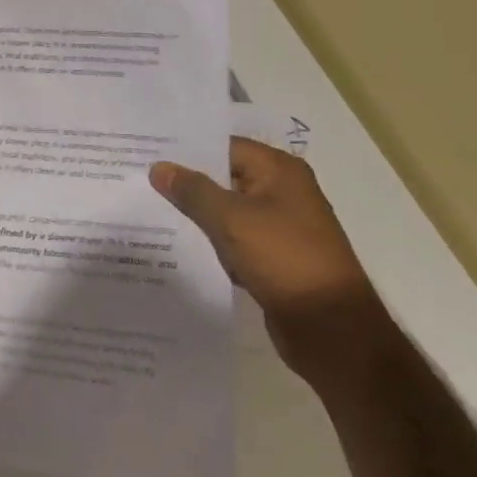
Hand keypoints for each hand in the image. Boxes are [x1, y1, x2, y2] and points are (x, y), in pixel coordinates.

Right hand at [150, 137, 384, 380]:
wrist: (332, 329)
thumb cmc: (283, 258)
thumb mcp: (230, 219)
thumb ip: (192, 191)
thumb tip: (159, 167)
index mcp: (280, 171)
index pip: (225, 147)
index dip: (188, 150)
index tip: (149, 152)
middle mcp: (284, 192)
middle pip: (226, 177)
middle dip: (189, 183)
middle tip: (143, 180)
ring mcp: (283, 227)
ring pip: (230, 211)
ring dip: (201, 215)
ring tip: (154, 212)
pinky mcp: (278, 258)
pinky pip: (238, 240)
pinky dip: (216, 242)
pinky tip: (184, 247)